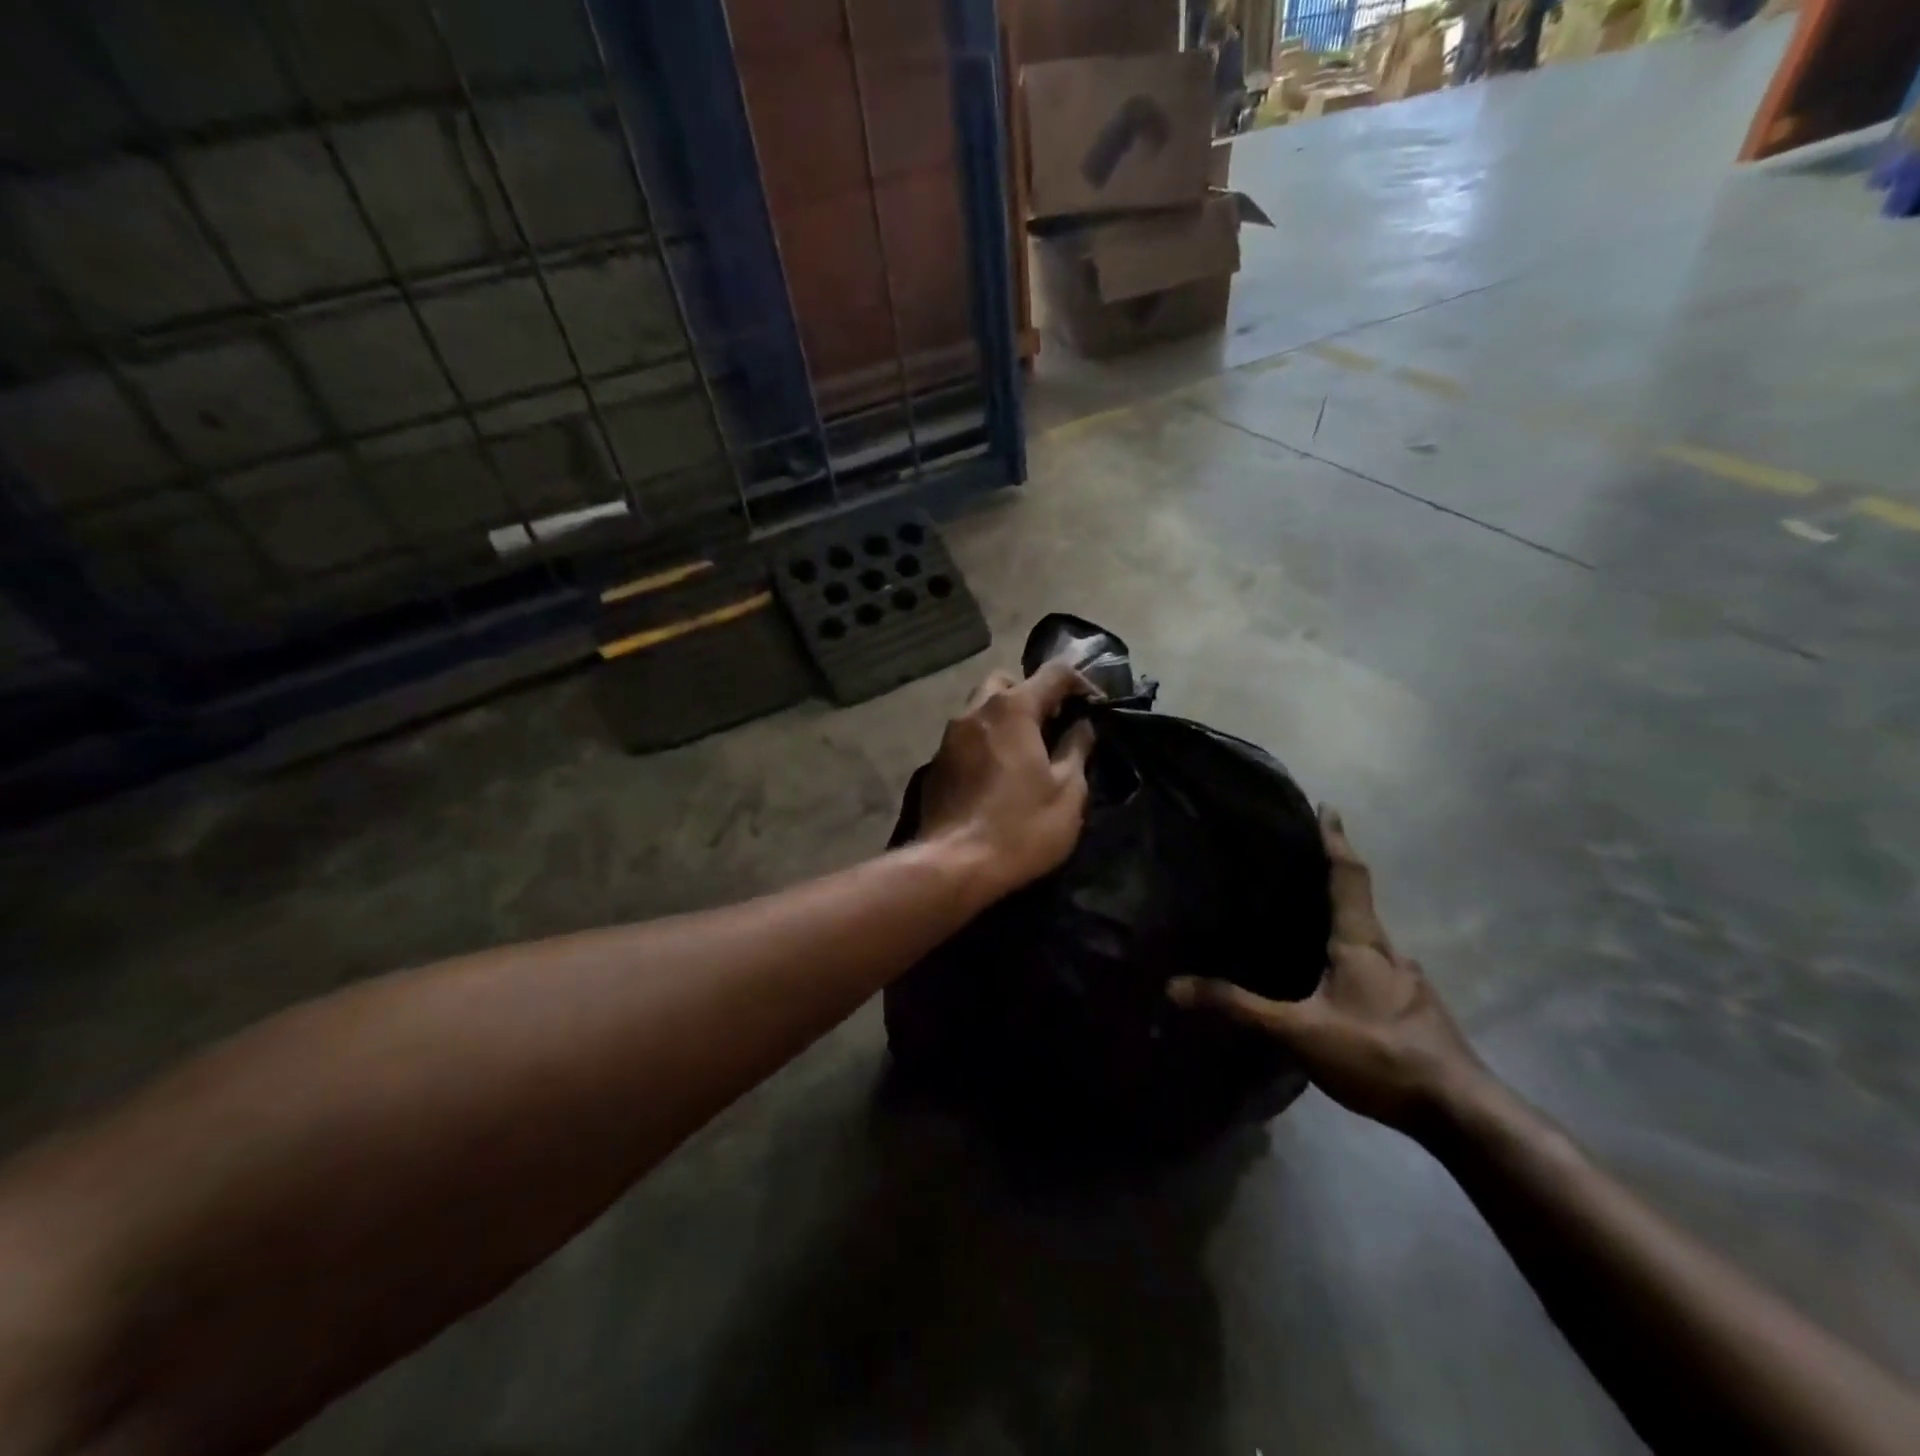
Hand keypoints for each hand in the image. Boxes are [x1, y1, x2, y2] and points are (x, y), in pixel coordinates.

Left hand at [916, 661, 1096, 901]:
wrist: (954, 865)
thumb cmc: (1021, 827)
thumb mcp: (1067, 792)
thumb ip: (1077, 749)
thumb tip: (1082, 726)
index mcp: (1013, 710)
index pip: (1053, 673)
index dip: (1081, 682)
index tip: (1096, 706)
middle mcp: (976, 711)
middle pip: (1006, 682)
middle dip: (1032, 694)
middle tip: (1053, 726)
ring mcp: (950, 737)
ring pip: (981, 708)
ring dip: (1006, 718)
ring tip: (1027, 752)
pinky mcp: (936, 763)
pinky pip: (966, 737)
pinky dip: (986, 742)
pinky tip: (998, 774)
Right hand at [1168, 806, 1487, 1133]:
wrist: (1461, 1112)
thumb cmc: (1378, 1055)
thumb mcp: (1298, 1033)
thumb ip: (1239, 1008)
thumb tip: (1174, 986)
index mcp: (1361, 942)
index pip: (1348, 876)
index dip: (1336, 840)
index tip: (1327, 808)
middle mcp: (1389, 951)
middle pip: (1360, 901)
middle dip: (1334, 876)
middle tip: (1299, 864)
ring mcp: (1409, 981)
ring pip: (1371, 937)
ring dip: (1344, 920)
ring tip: (1310, 922)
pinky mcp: (1418, 1008)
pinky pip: (1378, 966)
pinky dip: (1356, 955)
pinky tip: (1337, 980)